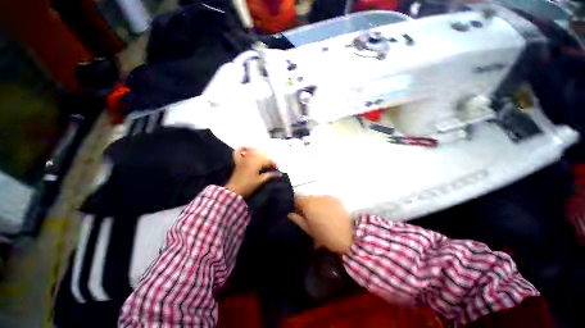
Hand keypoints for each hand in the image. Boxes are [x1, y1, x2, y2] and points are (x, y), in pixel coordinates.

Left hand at [224, 147, 280, 197]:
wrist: (235, 190)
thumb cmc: (249, 186)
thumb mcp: (261, 181)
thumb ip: (270, 175)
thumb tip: (279, 174)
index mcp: (257, 163)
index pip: (267, 161)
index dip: (273, 163)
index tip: (277, 167)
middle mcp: (250, 159)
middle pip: (261, 155)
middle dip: (267, 158)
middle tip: (271, 164)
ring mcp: (243, 159)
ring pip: (252, 152)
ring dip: (258, 152)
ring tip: (263, 156)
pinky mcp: (238, 162)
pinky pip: (238, 152)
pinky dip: (242, 149)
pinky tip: (246, 147)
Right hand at [288, 195, 353, 253]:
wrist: (350, 235)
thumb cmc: (326, 235)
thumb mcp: (309, 231)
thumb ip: (298, 220)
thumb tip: (290, 214)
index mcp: (308, 204)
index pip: (296, 198)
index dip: (295, 204)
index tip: (297, 213)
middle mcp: (316, 197)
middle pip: (306, 198)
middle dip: (305, 205)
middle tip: (308, 216)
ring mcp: (327, 197)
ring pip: (316, 198)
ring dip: (315, 204)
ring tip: (320, 216)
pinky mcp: (336, 198)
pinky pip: (326, 199)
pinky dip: (324, 204)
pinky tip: (329, 213)